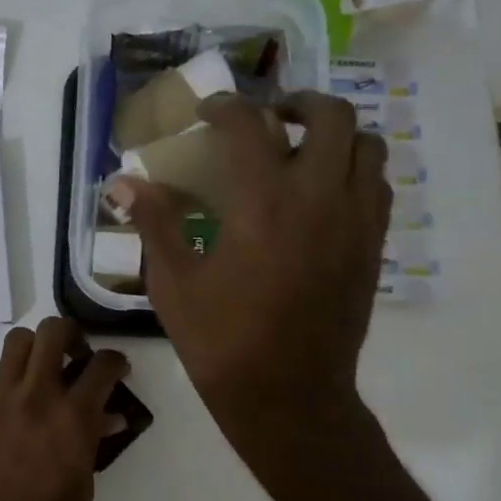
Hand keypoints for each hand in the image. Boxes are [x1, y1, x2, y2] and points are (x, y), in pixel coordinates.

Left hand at [0, 317, 128, 500]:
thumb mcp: (85, 481)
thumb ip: (94, 438)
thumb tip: (108, 415)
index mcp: (72, 416)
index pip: (102, 364)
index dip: (116, 361)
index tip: (117, 369)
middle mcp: (34, 395)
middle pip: (52, 331)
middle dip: (71, 336)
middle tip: (76, 357)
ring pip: (16, 342)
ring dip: (35, 351)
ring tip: (41, 375)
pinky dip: (9, 378)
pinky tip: (14, 405)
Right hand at [106, 92, 389, 462]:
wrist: (288, 396)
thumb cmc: (221, 340)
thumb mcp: (173, 282)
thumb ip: (154, 222)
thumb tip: (123, 182)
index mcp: (263, 204)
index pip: (250, 126)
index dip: (225, 107)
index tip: (207, 112)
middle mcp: (319, 199)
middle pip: (332, 117)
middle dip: (298, 103)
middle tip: (268, 118)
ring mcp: (356, 222)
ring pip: (368, 146)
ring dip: (334, 135)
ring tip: (300, 150)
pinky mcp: (372, 247)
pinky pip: (377, 185)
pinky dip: (353, 169)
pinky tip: (320, 193)